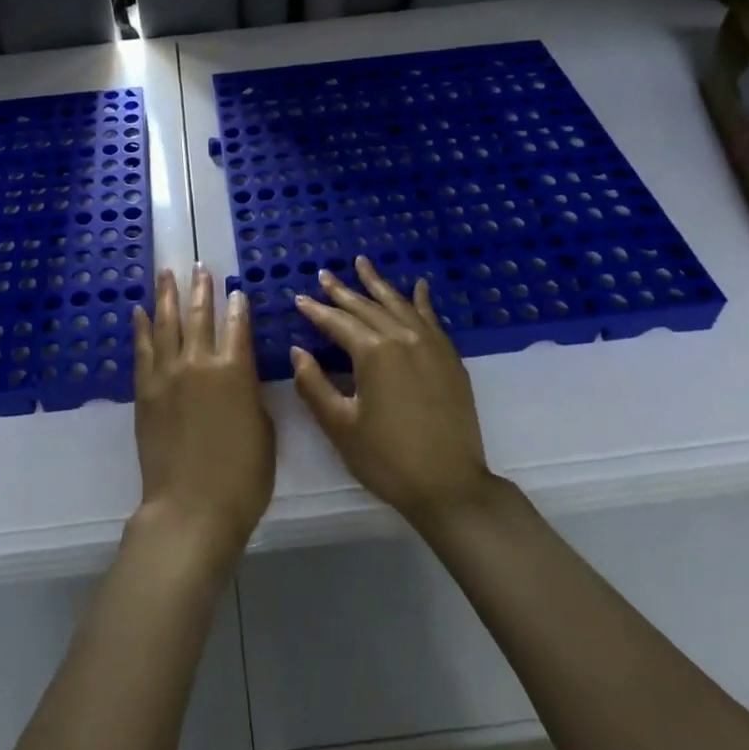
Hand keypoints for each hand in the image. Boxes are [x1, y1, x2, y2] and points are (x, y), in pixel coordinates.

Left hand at [132, 267, 274, 571]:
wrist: (190, 507)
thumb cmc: (242, 477)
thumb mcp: (264, 430)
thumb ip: (250, 394)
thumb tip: (240, 376)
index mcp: (236, 370)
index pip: (237, 326)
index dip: (237, 306)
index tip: (235, 290)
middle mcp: (199, 362)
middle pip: (200, 316)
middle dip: (201, 289)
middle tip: (200, 267)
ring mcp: (167, 374)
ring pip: (166, 323)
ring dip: (166, 295)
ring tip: (166, 273)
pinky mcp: (145, 391)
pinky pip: (142, 350)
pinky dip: (141, 328)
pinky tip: (139, 312)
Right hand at [291, 256, 494, 529]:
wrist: (450, 486)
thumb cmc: (387, 459)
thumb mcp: (340, 425)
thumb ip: (314, 385)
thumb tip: (298, 352)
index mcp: (373, 353)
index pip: (337, 323)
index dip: (316, 311)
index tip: (299, 298)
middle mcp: (403, 338)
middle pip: (367, 307)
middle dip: (342, 291)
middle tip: (324, 275)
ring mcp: (431, 345)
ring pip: (399, 305)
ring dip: (378, 284)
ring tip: (362, 263)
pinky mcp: (449, 358)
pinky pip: (431, 319)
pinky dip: (421, 300)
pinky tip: (418, 286)